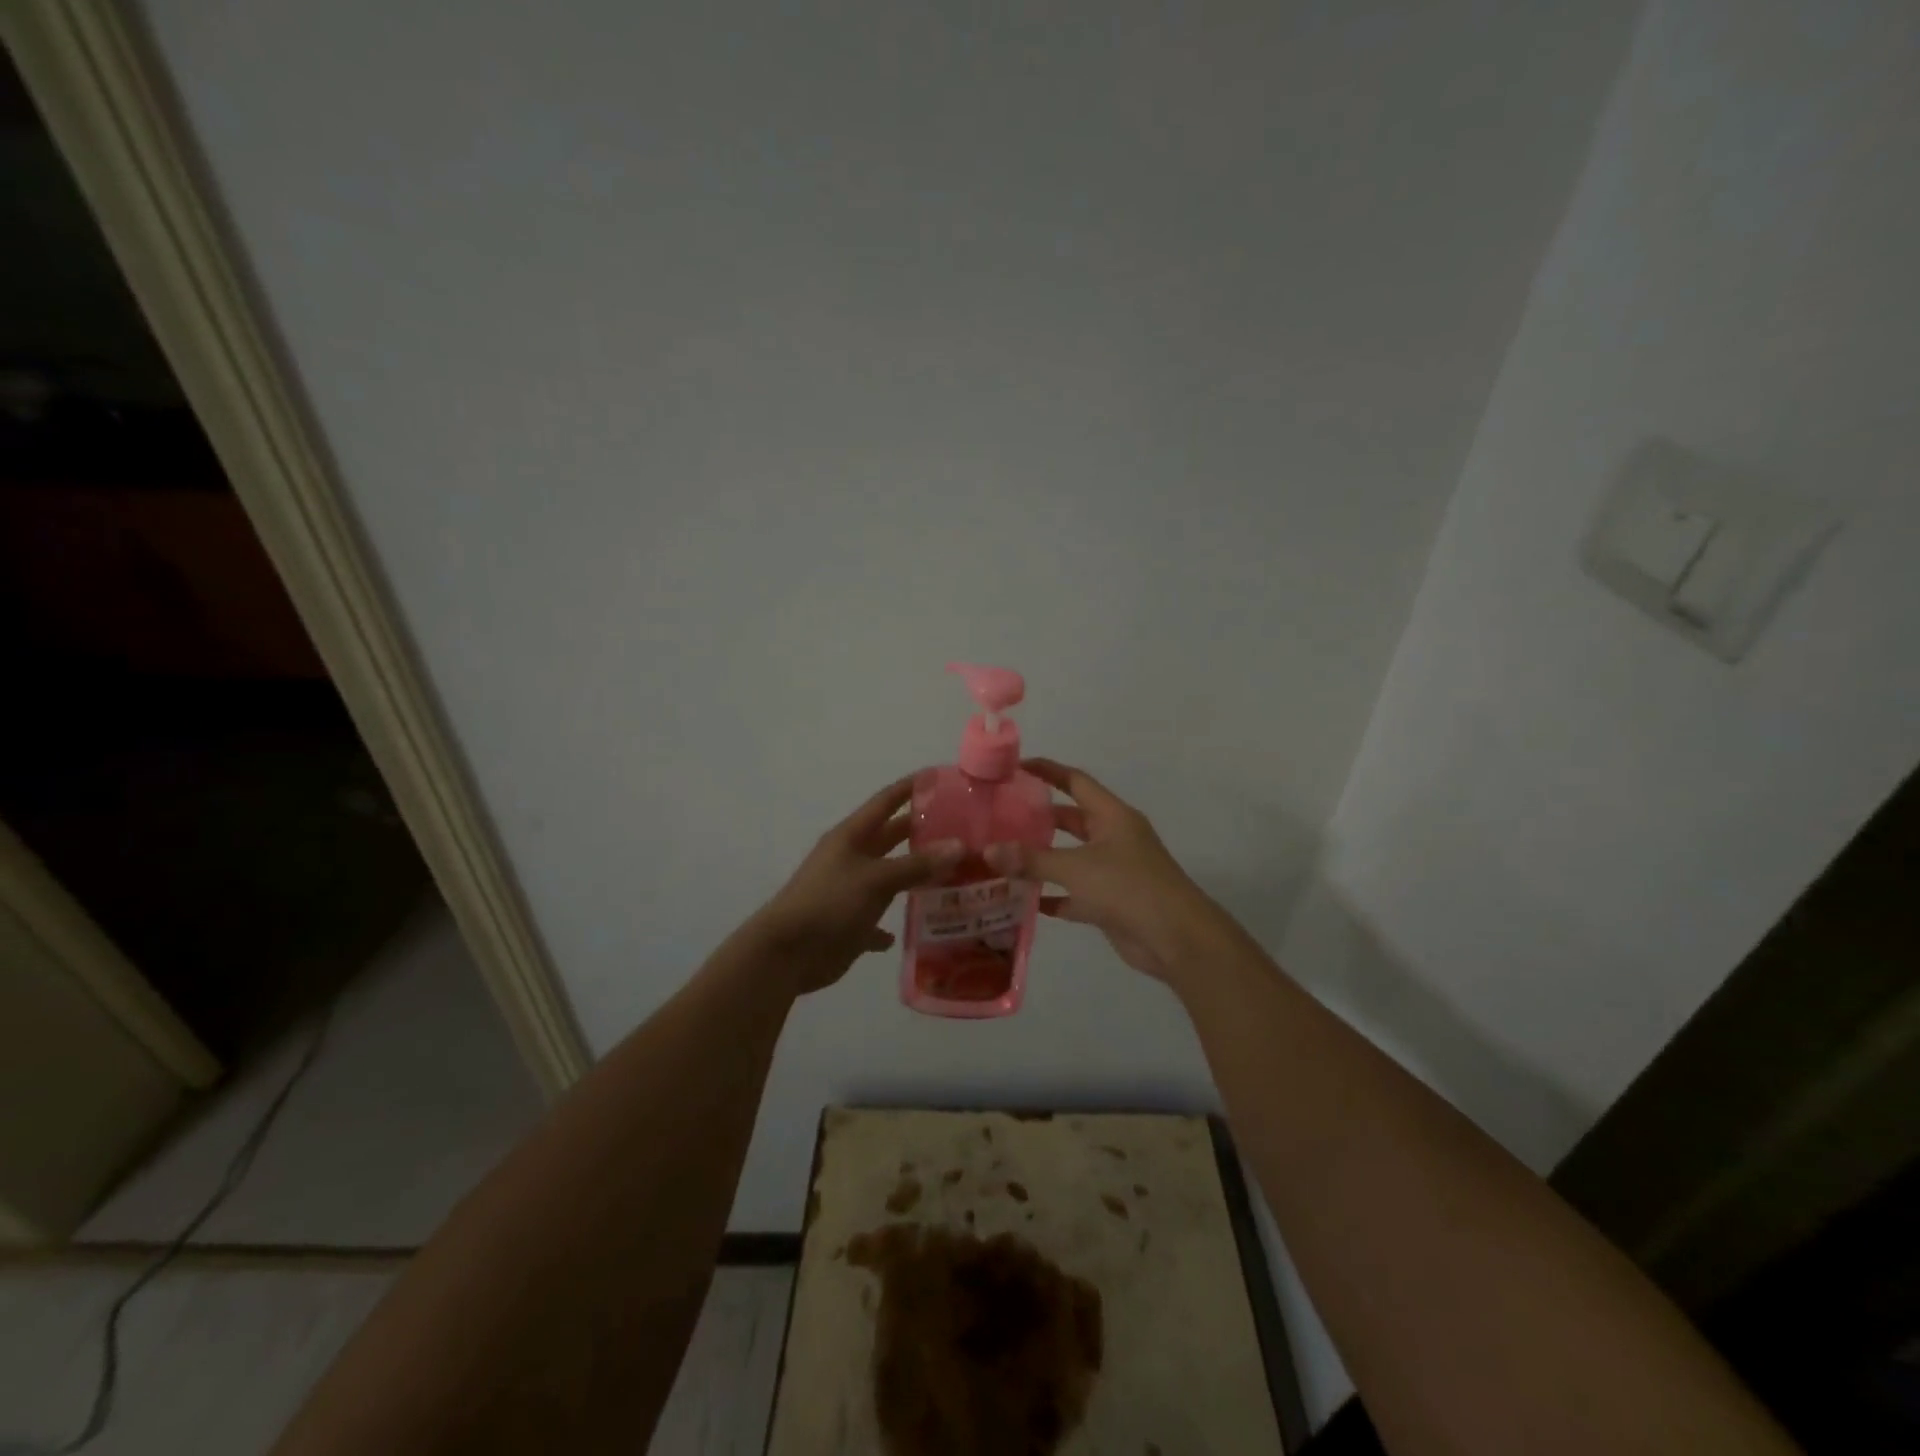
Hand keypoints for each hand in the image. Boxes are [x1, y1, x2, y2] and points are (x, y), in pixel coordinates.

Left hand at [754, 775, 962, 994]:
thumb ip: (917, 864)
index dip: (911, 787)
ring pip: (889, 878)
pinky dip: (893, 924)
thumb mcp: (876, 879)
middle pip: (891, 837)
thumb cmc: (830, 903)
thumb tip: (959, 846)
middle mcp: (851, 858)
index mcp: (852, 836)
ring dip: (915, 878)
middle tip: (961, 830)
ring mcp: (849, 892)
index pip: (886, 801)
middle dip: (921, 832)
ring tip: (955, 875)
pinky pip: (877, 921)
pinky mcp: (849, 925)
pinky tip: (915, 928)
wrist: (785, 954)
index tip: (940, 778)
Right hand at [985, 759, 1224, 987]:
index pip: (1075, 781)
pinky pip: (1074, 894)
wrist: (1176, 939)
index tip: (1015, 767)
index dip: (1047, 771)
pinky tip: (1022, 900)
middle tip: (1000, 817)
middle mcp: (1113, 838)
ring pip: (1070, 859)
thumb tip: (988, 851)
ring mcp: (1113, 872)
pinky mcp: (1110, 903)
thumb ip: (1032, 860)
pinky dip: (1052, 896)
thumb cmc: (1129, 888)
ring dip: (1041, 860)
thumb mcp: (1076, 868)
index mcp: (1112, 816)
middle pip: (1070, 820)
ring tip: (1002, 857)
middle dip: (1038, 818)